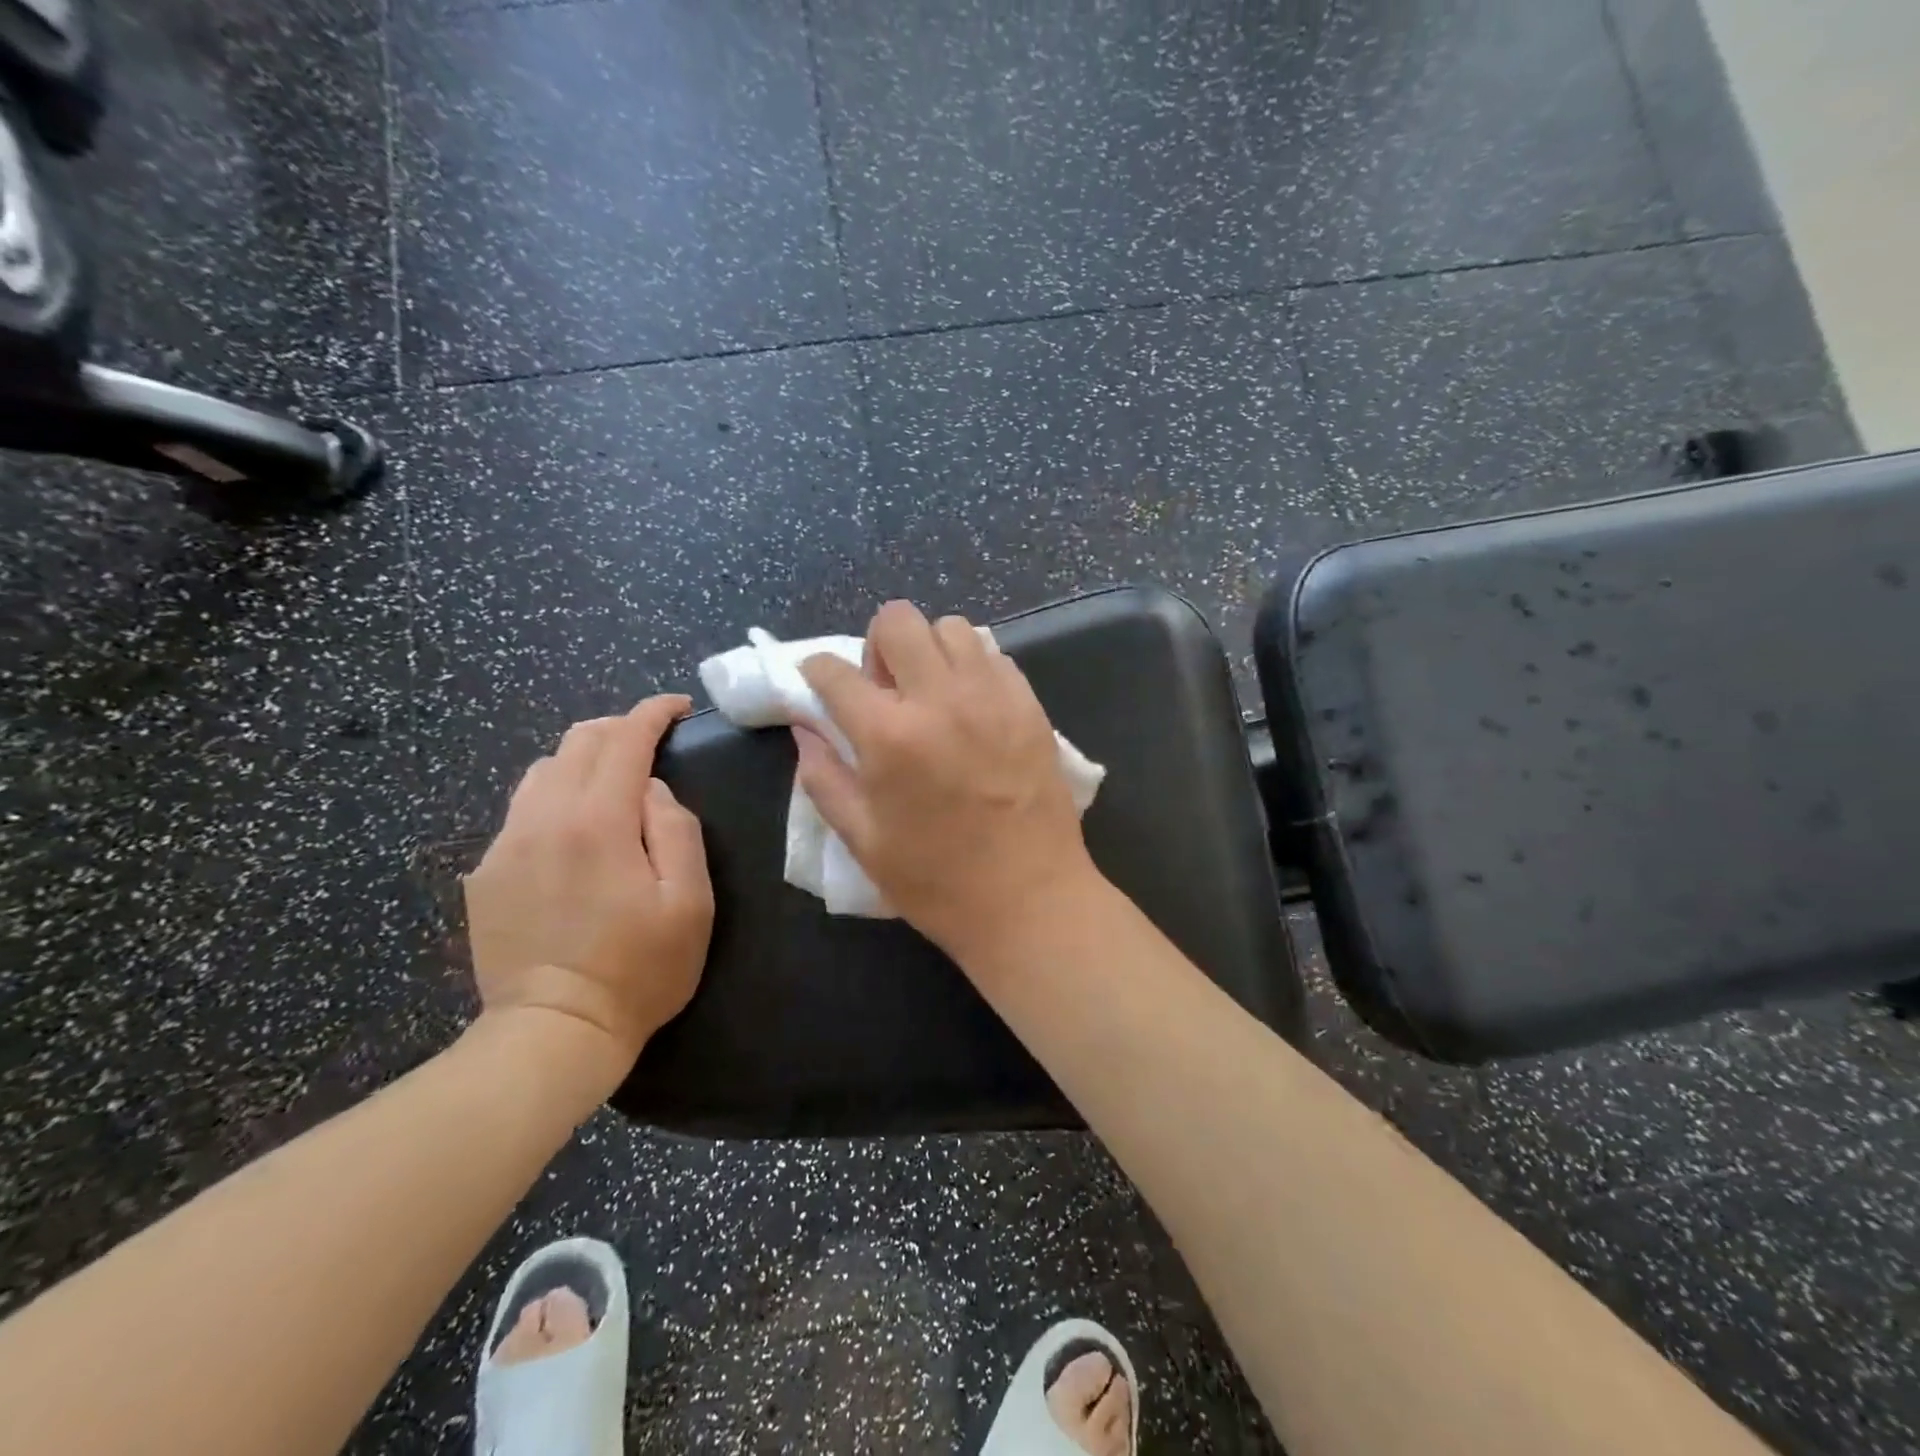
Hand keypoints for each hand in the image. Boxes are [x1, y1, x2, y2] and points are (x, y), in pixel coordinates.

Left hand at [464, 695, 712, 1091]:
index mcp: (597, 822)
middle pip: (577, 742)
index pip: (623, 739)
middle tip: (651, 744)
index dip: (652, 713)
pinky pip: (521, 811)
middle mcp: (543, 819)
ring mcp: (505, 846)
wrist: (554, 1032)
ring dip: (583, 761)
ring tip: (612, 784)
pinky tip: (573, 833)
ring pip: (542, 771)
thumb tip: (652, 789)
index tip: (677, 707)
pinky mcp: (485, 874)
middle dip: (618, 729)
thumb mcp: (690, 900)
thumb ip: (677, 829)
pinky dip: (554, 799)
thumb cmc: (640, 968)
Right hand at [794, 601, 1098, 960]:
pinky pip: (994, 656)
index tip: (821, 688)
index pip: (833, 670)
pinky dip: (973, 668)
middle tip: (885, 690)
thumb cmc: (937, 881)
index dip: (816, 672)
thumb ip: (824, 777)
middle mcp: (940, 699)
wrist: (1030, 900)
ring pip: (952, 627)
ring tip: (932, 694)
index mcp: (889, 734)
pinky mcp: (1030, 705)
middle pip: (897, 620)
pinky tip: (972, 708)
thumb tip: (806, 729)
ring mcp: (992, 696)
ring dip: (929, 650)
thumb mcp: (863, 840)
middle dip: (877, 645)